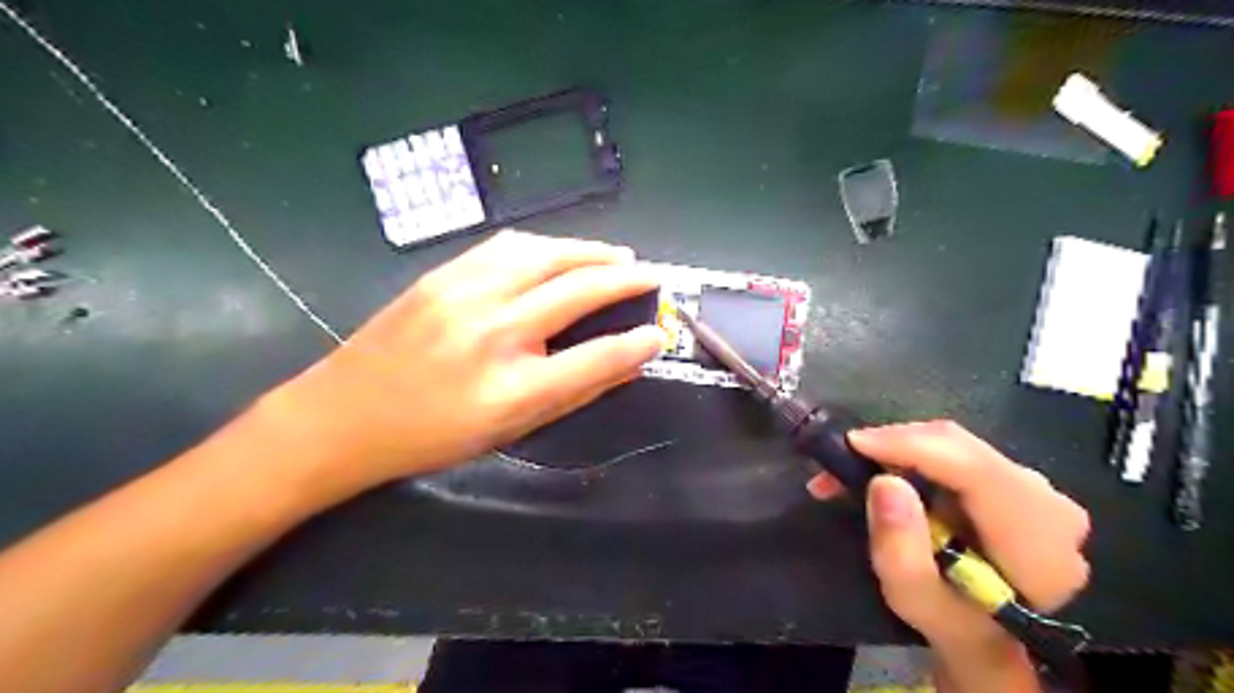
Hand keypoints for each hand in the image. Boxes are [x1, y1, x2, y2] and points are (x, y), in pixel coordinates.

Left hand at [258, 230, 666, 498]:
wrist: (343, 416)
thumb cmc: (433, 435)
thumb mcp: (510, 430)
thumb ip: (573, 392)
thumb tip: (625, 361)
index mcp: (512, 387)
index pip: (596, 357)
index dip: (637, 343)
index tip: (661, 331)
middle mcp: (493, 331)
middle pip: (577, 289)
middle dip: (624, 278)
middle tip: (651, 274)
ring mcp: (464, 294)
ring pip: (545, 254)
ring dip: (589, 252)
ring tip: (616, 257)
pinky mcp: (442, 275)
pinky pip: (508, 246)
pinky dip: (547, 246)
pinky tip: (561, 253)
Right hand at [813, 419, 1086, 651]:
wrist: (990, 635)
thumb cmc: (952, 622)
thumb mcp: (915, 599)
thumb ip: (900, 548)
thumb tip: (885, 482)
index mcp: (1036, 539)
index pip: (973, 468)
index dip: (909, 446)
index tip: (852, 443)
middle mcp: (1047, 501)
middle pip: (960, 447)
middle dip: (893, 444)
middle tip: (840, 459)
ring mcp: (1033, 486)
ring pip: (953, 443)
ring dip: (898, 449)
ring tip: (852, 468)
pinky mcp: (1011, 479)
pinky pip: (955, 450)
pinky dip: (912, 454)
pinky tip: (884, 469)